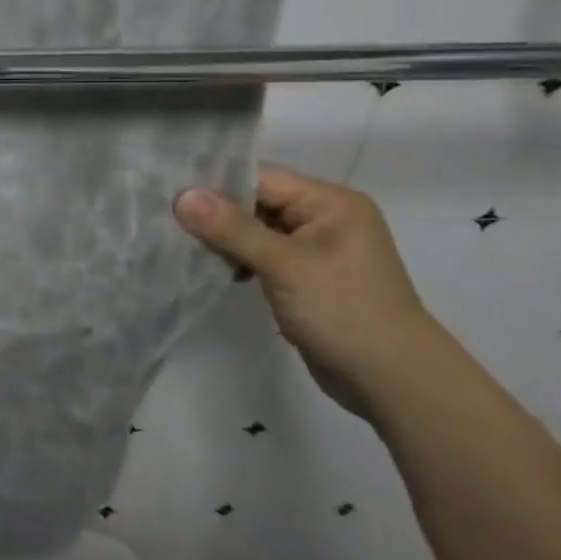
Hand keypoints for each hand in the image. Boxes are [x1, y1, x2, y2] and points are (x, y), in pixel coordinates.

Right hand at [173, 164, 456, 418]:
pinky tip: (215, 268)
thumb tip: (182, 196)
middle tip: (167, 218)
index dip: (216, 184)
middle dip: (216, 212)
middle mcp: (325, 218)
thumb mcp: (284, 265)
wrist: (393, 381)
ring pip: (257, 229)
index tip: (170, 193)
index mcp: (330, 203)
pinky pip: (263, 254)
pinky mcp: (307, 277)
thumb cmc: (344, 311)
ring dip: (224, 238)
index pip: (261, 178)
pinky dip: (239, 258)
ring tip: (183, 244)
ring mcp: (317, 249)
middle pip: (257, 201)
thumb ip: (231, 228)